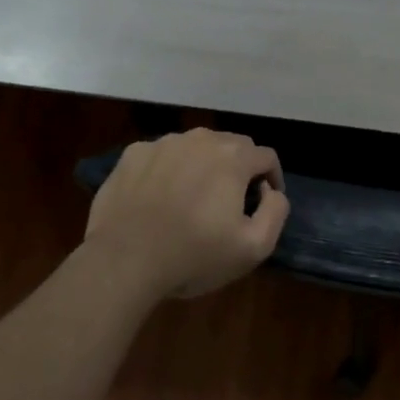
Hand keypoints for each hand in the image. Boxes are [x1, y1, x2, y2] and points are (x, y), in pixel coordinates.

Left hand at [84, 130, 288, 300]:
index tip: (263, 203)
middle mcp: (201, 138)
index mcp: (233, 156)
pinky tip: (159, 198)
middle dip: (239, 169)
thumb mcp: (254, 247)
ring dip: (202, 166)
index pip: (266, 157)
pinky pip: (161, 156)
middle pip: (232, 146)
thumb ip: (276, 211)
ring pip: (195, 147)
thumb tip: (270, 191)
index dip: (272, 179)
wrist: (123, 261)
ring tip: (193, 198)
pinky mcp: (132, 154)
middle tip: (230, 202)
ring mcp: (163, 143)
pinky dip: (168, 170)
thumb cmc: (194, 256)